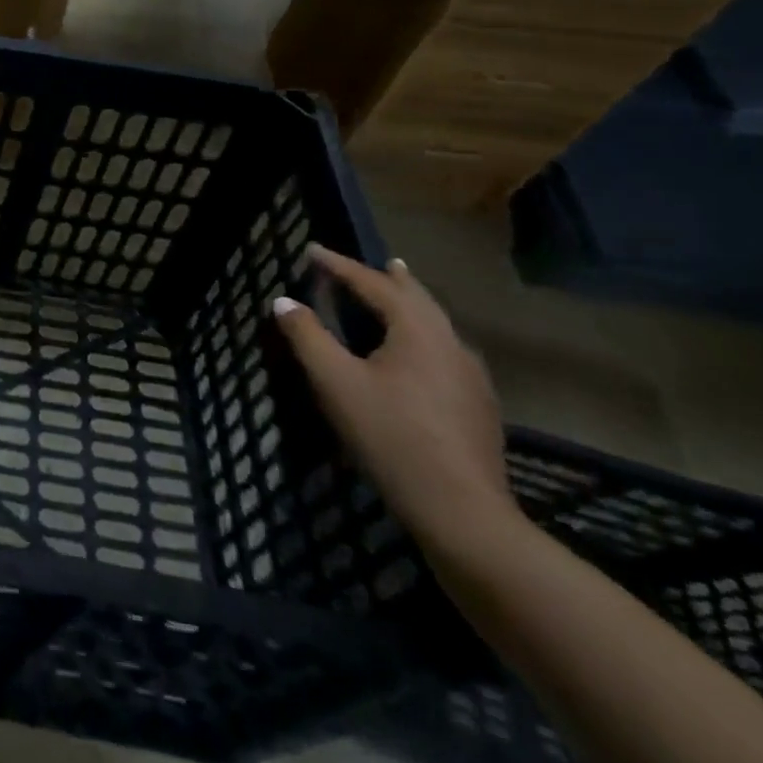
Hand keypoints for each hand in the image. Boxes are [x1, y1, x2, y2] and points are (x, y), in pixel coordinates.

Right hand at [273, 245, 519, 554]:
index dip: (340, 266)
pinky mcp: (478, 405)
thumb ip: (307, 336)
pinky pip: (445, 351)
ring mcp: (471, 377)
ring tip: (397, 297)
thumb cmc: (390, 436)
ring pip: (437, 325)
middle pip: (418, 298)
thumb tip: (284, 301)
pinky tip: (417, 353)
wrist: (462, 512)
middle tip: (375, 262)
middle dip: (390, 279)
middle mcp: (451, 343)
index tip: (312, 250)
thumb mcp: (335, 382)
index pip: (374, 284)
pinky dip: (422, 335)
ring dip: (411, 306)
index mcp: (418, 331)